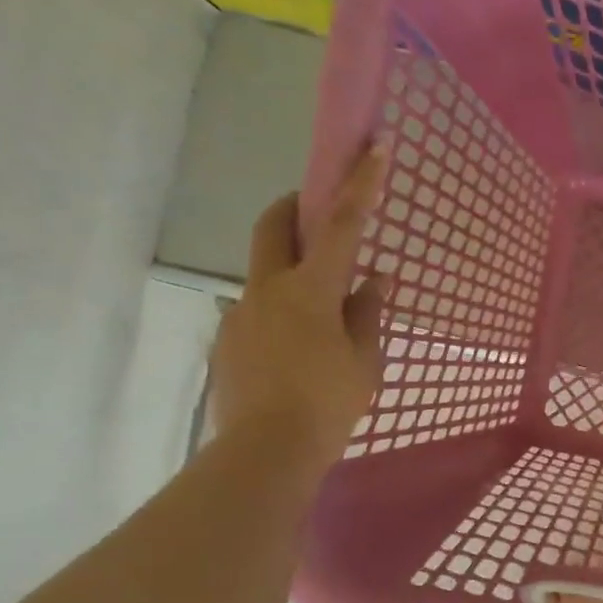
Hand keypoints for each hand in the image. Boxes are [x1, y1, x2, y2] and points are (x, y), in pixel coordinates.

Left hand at [209, 148, 391, 473]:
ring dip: (290, 271)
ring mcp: (241, 314)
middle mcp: (267, 290)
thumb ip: (367, 314)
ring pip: (264, 273)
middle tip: (315, 209)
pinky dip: (280, 312)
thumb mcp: (363, 361)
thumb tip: (374, 280)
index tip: (372, 150)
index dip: (358, 186)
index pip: (339, 226)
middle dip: (293, 206)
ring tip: (319, 312)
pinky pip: (257, 311)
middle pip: (272, 227)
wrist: (265, 452)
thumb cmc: (328, 403)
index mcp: (309, 291)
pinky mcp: (228, 341)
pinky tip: (297, 350)